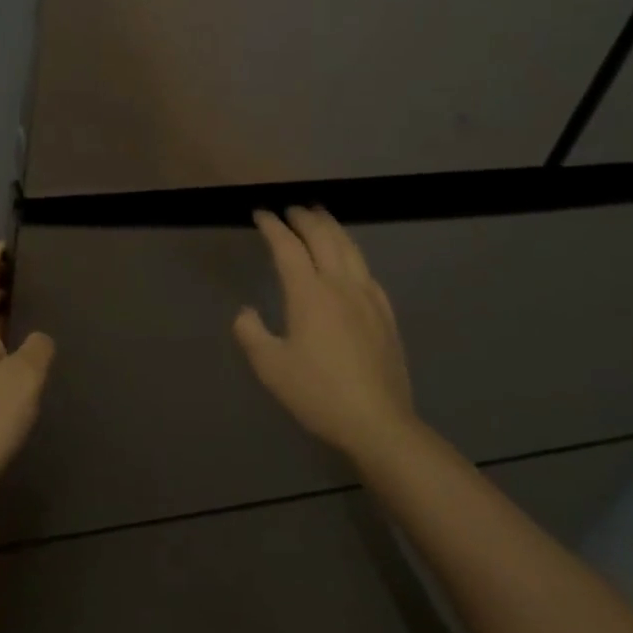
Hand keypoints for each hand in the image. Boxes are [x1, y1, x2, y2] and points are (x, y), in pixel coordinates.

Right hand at [234, 207, 415, 463]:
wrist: (378, 423)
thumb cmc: (318, 393)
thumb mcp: (270, 366)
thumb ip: (251, 333)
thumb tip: (246, 312)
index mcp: (309, 293)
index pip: (288, 247)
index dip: (272, 226)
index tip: (260, 213)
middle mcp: (340, 285)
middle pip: (323, 238)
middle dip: (304, 218)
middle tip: (290, 209)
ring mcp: (368, 298)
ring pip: (350, 248)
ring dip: (332, 227)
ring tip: (321, 217)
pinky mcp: (385, 315)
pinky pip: (367, 270)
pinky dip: (353, 253)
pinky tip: (351, 260)